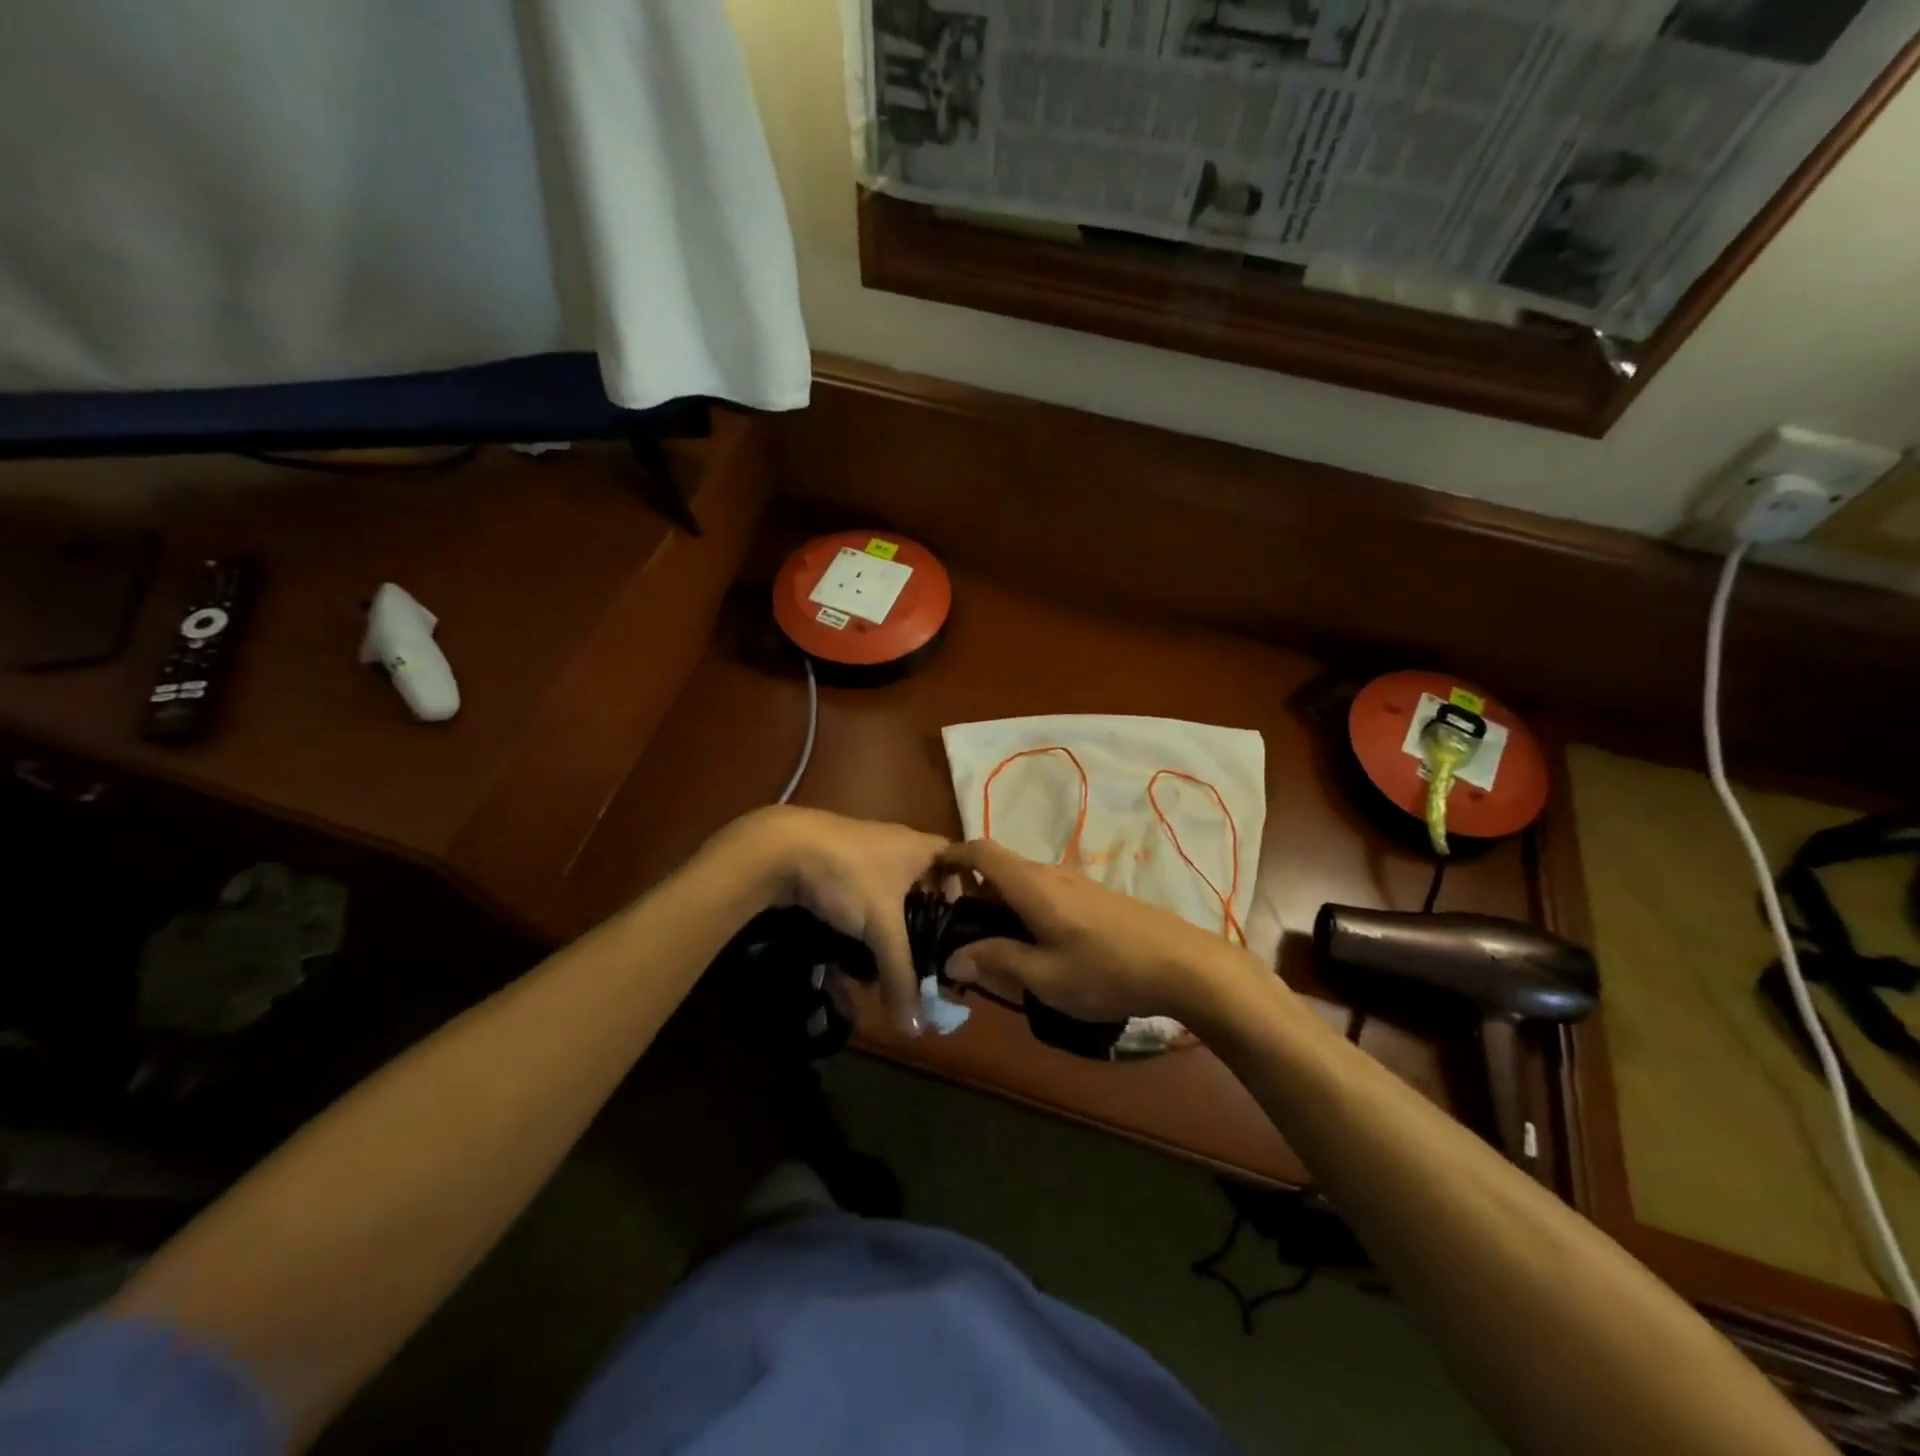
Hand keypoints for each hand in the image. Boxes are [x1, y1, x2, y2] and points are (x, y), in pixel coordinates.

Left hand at [716, 806, 947, 1035]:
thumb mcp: (881, 927)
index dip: (966, 892)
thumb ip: (901, 975)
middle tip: (928, 956)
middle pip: (923, 884)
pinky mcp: (836, 864)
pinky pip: (862, 896)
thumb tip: (916, 1028)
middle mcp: (897, 844)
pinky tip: (855, 949)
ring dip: (890, 926)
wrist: (782, 848)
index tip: (965, 928)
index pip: (958, 864)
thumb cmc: (849, 876)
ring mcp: (864, 852)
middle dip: (923, 921)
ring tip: (889, 960)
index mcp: (921, 847)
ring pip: (889, 894)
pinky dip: (864, 922)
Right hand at [938, 839, 1267, 1027]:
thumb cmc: (1106, 970)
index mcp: (1031, 885)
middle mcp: (1050, 874)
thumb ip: (996, 962)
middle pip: (999, 868)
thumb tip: (953, 958)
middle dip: (971, 892)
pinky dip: (1025, 912)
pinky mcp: (1094, 899)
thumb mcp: (1044, 977)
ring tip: (991, 947)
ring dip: (1000, 905)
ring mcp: (1075, 884)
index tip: (929, 876)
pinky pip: (1045, 895)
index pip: (981, 851)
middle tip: (955, 932)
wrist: (1183, 964)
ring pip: (1023, 884)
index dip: (951, 855)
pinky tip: (1034, 948)